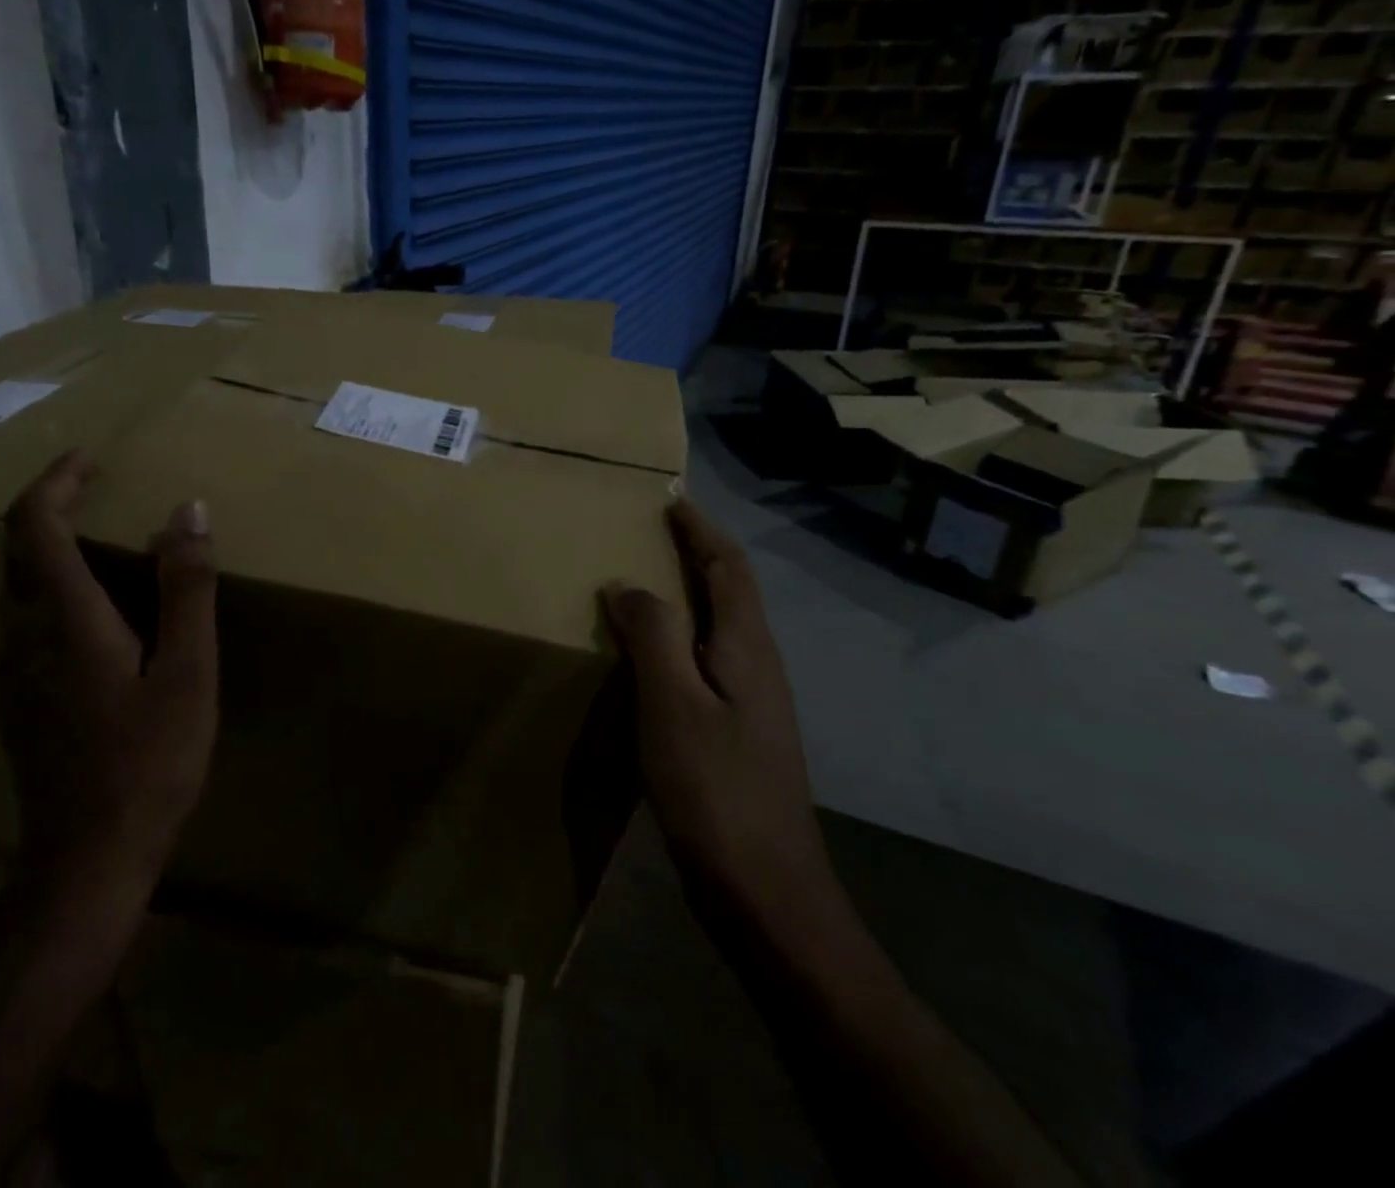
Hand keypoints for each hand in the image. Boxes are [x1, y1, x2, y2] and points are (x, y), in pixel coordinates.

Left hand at [0, 450, 218, 893]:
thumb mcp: (188, 670)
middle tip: (97, 485)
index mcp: (64, 619)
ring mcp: (10, 671)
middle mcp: (21, 635)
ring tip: (100, 535)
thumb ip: (187, 587)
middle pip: (15, 548)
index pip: (34, 524)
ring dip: (47, 545)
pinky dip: (49, 584)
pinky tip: (93, 607)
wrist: (87, 859)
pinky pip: (22, 618)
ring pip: (15, 584)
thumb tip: (188, 510)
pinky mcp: (15, 698)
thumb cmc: (149, 760)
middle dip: (49, 504)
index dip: (56, 480)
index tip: (89, 457)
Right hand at [604, 500, 828, 910]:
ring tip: (645, 583)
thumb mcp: (674, 705)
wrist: (767, 893)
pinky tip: (653, 657)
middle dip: (696, 554)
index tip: (671, 501)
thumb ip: (653, 636)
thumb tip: (627, 583)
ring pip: (720, 628)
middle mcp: (758, 666)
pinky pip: (707, 662)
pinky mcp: (738, 734)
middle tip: (653, 533)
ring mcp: (753, 703)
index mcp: (748, 649)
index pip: (729, 568)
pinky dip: (680, 638)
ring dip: (689, 594)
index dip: (701, 531)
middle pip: (731, 592)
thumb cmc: (716, 791)